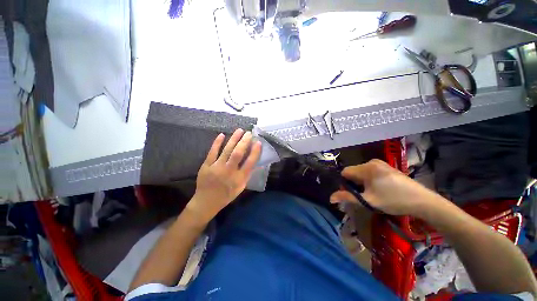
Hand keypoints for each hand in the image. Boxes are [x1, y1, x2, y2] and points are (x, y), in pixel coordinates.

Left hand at [187, 129, 261, 222]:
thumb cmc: (227, 195)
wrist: (206, 201)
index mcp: (239, 178)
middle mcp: (229, 171)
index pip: (250, 162)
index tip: (258, 142)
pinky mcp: (206, 165)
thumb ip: (248, 174)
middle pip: (238, 153)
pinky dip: (217, 143)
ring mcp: (216, 167)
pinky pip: (212, 152)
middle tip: (249, 133)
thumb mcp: (241, 187)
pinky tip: (222, 135)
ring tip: (239, 130)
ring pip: (227, 150)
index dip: (255, 152)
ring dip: (234, 139)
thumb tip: (256, 162)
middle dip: (244, 142)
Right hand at [330, 159, 436, 215]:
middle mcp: (372, 162)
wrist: (423, 201)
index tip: (354, 194)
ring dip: (362, 183)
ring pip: (361, 173)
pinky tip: (380, 189)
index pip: (345, 172)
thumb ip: (348, 197)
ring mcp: (380, 163)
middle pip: (353, 172)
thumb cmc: (393, 200)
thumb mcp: (368, 201)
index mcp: (366, 167)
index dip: (345, 183)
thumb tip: (330, 198)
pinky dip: (369, 180)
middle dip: (354, 184)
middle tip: (364, 196)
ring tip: (373, 194)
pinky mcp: (387, 167)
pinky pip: (370, 172)